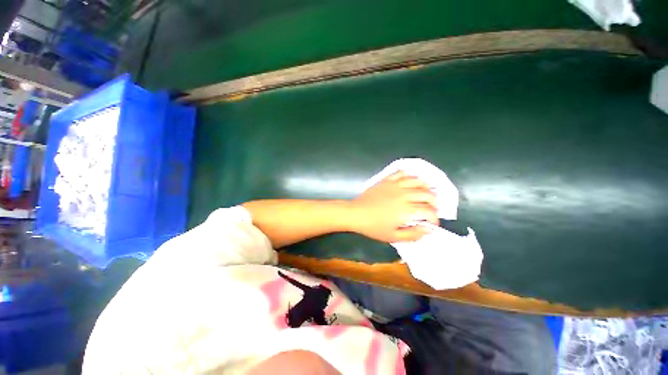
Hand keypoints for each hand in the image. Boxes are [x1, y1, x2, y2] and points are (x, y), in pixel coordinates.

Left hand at [350, 171, 437, 242]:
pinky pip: (400, 173)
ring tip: (426, 192)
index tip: (433, 223)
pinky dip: (408, 175)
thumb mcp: (393, 237)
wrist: (356, 213)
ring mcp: (394, 185)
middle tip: (432, 208)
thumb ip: (413, 234)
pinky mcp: (386, 180)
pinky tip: (410, 180)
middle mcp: (403, 195)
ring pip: (416, 181)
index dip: (434, 218)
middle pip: (426, 194)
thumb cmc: (373, 227)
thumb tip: (428, 229)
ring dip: (425, 186)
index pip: (428, 211)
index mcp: (406, 210)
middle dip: (434, 202)